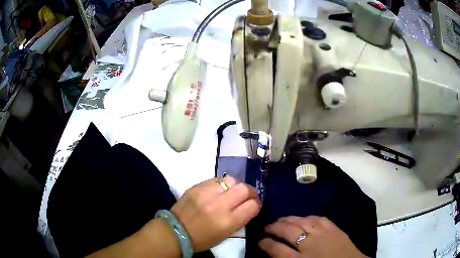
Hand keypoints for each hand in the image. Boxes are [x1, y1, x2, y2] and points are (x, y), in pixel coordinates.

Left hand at [171, 176, 261, 251]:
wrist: (176, 231)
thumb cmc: (203, 238)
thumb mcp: (226, 234)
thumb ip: (240, 219)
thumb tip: (250, 206)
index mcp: (228, 222)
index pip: (252, 206)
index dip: (257, 204)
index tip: (254, 205)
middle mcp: (219, 205)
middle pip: (244, 188)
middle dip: (250, 192)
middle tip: (247, 196)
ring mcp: (206, 193)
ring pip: (231, 180)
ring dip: (235, 186)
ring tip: (231, 193)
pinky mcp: (196, 186)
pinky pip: (216, 179)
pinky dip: (221, 184)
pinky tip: (218, 191)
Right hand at [259, 216, 366, 257]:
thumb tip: (274, 252)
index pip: (276, 248)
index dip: (265, 243)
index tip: (259, 240)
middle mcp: (309, 244)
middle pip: (288, 231)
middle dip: (274, 227)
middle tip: (267, 227)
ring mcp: (323, 234)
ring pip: (302, 221)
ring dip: (289, 219)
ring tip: (281, 219)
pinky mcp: (334, 228)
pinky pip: (318, 218)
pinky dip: (308, 217)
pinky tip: (303, 218)